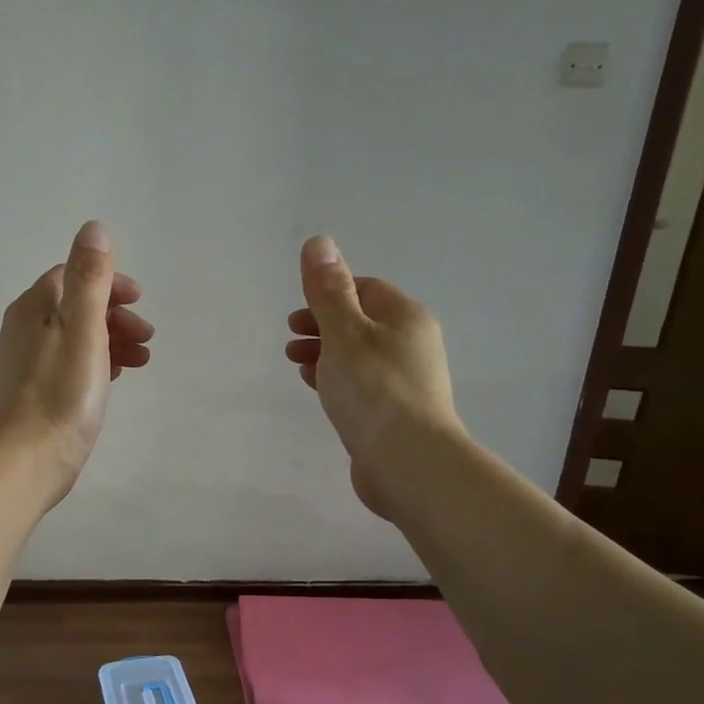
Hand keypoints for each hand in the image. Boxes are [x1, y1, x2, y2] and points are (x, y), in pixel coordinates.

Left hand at [0, 221, 152, 504]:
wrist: (30, 459)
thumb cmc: (61, 392)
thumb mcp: (83, 329)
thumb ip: (89, 280)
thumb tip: (93, 229)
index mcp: (33, 308)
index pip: (72, 276)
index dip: (109, 283)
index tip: (139, 301)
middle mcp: (26, 329)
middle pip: (77, 307)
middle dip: (116, 315)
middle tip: (147, 336)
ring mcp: (30, 362)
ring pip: (79, 337)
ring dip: (113, 340)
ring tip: (142, 361)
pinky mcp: (39, 391)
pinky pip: (74, 363)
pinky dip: (99, 362)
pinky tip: (117, 379)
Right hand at [285, 235, 463, 515]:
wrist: (407, 462)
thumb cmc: (374, 388)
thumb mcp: (344, 331)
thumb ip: (328, 290)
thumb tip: (319, 241)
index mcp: (407, 318)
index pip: (367, 290)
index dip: (330, 293)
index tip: (300, 312)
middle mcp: (412, 345)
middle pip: (361, 323)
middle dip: (323, 325)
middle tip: (291, 338)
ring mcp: (405, 382)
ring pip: (358, 356)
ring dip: (325, 353)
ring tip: (296, 364)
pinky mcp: (394, 414)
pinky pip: (361, 385)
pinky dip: (336, 380)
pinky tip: (316, 389)